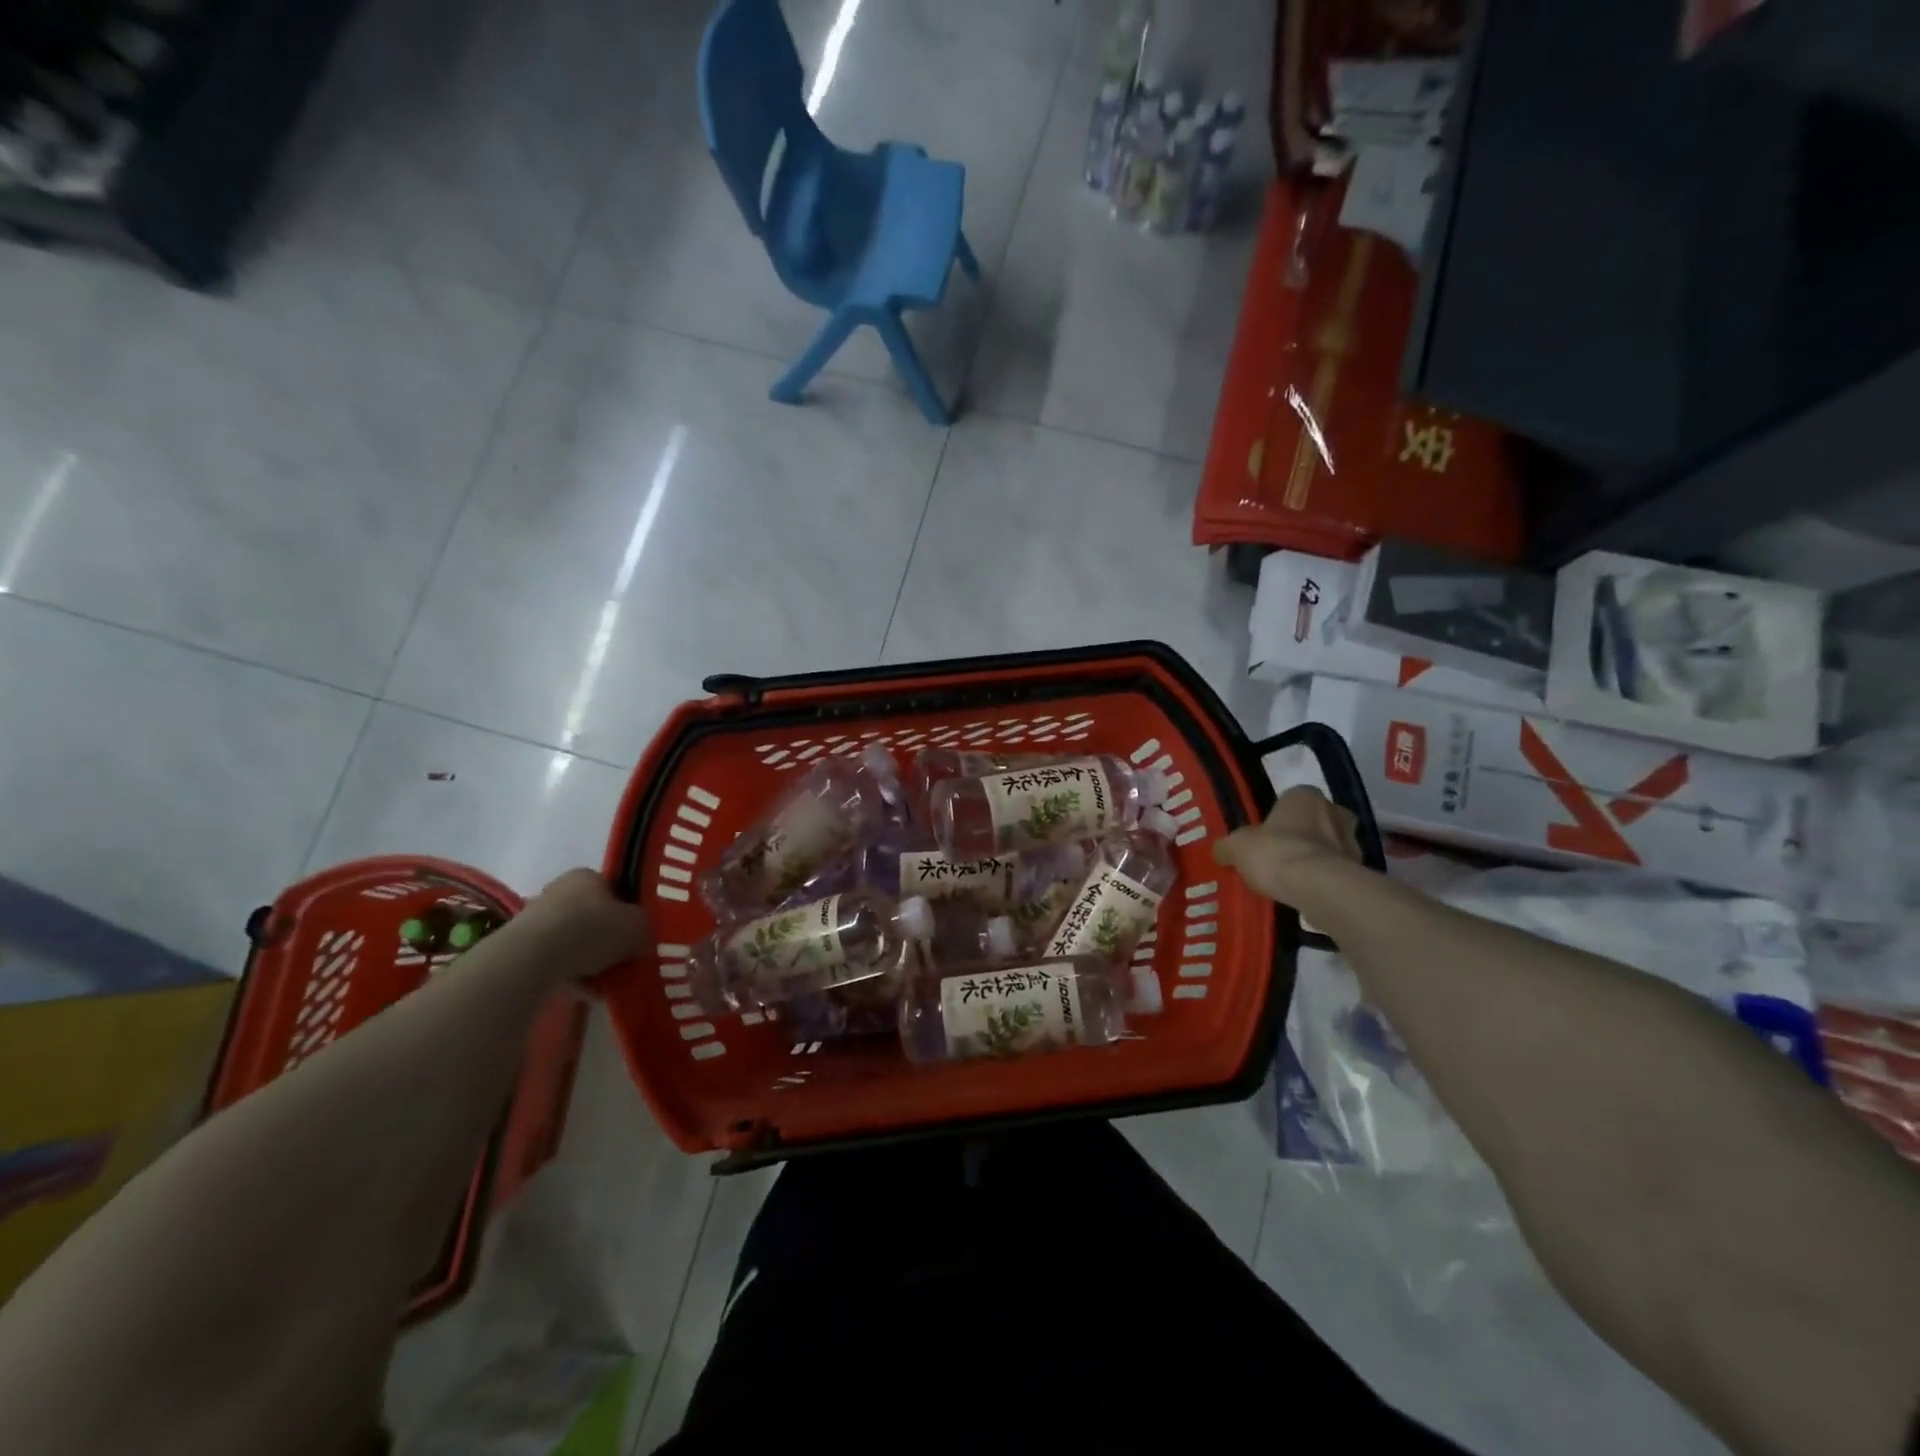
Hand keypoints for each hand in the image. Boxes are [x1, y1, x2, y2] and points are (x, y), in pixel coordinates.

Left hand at [514, 869, 649, 978]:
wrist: (534, 957)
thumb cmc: (594, 930)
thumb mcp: (638, 927)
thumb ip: (645, 928)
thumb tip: (642, 936)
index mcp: (589, 876)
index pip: (615, 891)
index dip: (629, 914)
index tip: (637, 936)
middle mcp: (561, 890)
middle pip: (594, 917)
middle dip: (608, 941)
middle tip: (623, 962)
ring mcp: (537, 918)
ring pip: (574, 941)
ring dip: (590, 962)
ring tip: (604, 986)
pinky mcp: (521, 946)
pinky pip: (555, 961)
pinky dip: (571, 975)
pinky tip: (585, 993)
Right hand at [1212, 786, 1360, 903]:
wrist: (1318, 887)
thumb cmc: (1275, 853)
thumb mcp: (1237, 847)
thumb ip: (1229, 846)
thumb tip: (1222, 851)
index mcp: (1305, 795)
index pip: (1291, 799)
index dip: (1278, 816)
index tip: (1266, 835)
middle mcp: (1334, 810)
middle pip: (1316, 820)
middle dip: (1303, 834)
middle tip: (1281, 855)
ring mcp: (1352, 841)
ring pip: (1330, 846)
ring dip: (1316, 858)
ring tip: (1292, 879)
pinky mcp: (1361, 870)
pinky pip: (1337, 871)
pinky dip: (1324, 879)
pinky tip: (1306, 893)